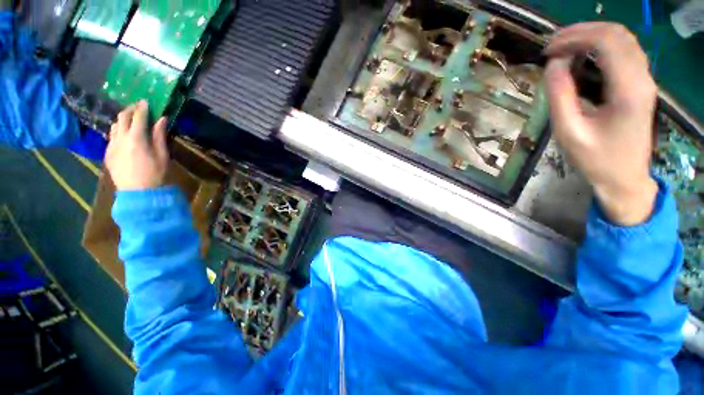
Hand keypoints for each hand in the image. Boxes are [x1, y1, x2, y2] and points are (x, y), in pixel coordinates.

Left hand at [106, 100, 168, 190]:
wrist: (138, 193)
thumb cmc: (155, 174)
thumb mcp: (163, 155)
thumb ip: (159, 135)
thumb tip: (161, 119)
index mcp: (136, 138)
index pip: (138, 117)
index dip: (142, 107)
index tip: (146, 101)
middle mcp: (120, 138)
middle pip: (122, 117)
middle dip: (130, 110)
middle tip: (138, 107)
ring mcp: (112, 146)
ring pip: (114, 126)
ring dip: (122, 120)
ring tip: (131, 121)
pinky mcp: (108, 154)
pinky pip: (111, 137)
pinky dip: (118, 131)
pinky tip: (125, 136)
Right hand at [544, 22, 657, 225]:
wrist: (625, 178)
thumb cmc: (596, 159)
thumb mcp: (569, 132)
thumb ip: (560, 96)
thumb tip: (553, 64)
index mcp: (628, 89)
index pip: (606, 42)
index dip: (574, 37)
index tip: (548, 50)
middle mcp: (642, 77)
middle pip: (617, 33)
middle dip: (582, 32)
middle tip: (552, 46)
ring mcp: (645, 80)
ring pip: (623, 39)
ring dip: (592, 35)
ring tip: (564, 47)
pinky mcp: (641, 84)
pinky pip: (625, 51)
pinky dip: (602, 45)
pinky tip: (584, 55)